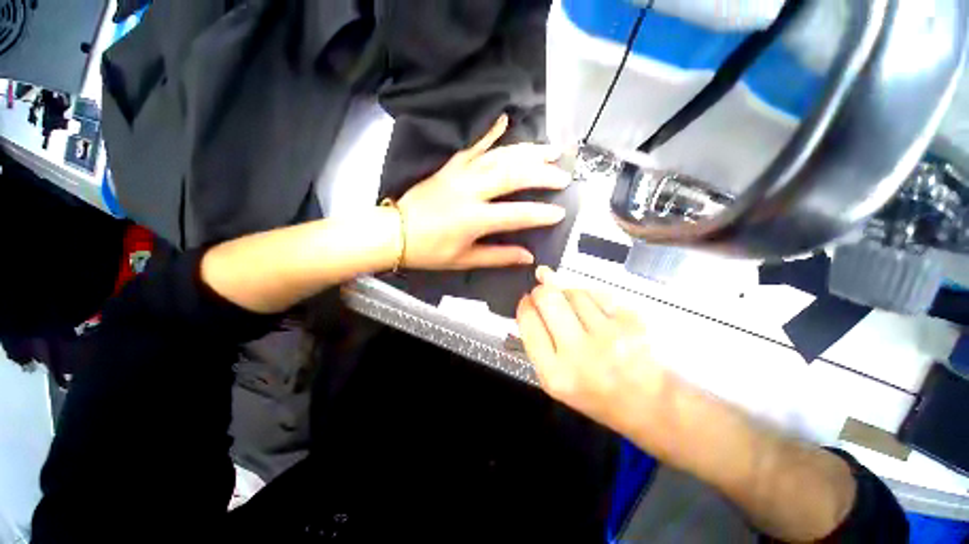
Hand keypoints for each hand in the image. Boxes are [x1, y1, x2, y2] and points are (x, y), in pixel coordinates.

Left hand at [397, 115, 570, 269]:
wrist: (393, 232)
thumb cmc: (429, 250)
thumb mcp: (464, 260)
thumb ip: (498, 256)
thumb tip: (528, 256)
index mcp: (474, 219)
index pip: (515, 214)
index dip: (540, 214)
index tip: (560, 212)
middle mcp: (470, 191)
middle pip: (511, 176)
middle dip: (541, 174)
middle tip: (563, 174)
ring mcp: (459, 174)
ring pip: (498, 156)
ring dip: (526, 151)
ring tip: (549, 149)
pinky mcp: (449, 166)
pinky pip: (472, 146)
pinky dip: (489, 132)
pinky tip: (504, 119)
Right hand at [516, 266, 669, 435]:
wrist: (653, 407)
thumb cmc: (598, 396)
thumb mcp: (558, 380)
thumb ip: (538, 342)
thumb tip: (527, 303)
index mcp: (555, 373)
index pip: (528, 321)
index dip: (525, 305)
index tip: (527, 300)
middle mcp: (580, 353)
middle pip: (548, 298)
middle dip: (541, 290)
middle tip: (544, 294)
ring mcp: (609, 335)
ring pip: (574, 292)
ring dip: (568, 294)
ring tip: (574, 310)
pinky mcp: (631, 321)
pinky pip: (598, 293)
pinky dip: (590, 296)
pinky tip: (594, 311)